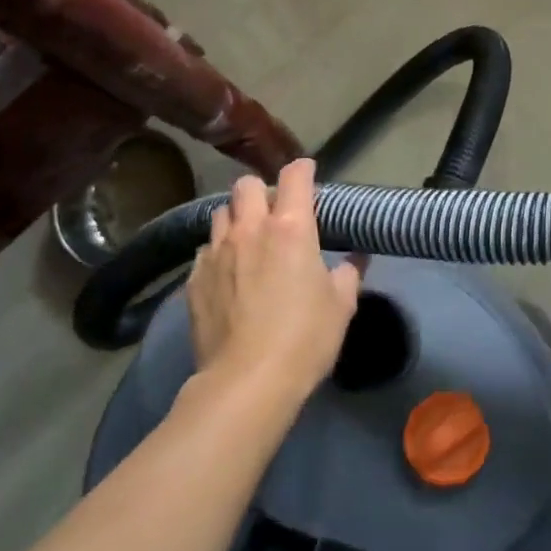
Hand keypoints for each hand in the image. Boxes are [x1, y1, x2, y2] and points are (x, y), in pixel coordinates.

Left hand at [186, 159, 360, 401]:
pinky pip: (205, 250)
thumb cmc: (305, 338)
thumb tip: (355, 259)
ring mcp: (216, 252)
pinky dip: (219, 253)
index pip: (295, 177)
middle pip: (246, 185)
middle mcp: (250, 229)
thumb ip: (348, 274)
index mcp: (291, 228)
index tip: (307, 171)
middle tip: (274, 211)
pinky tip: (228, 274)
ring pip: (220, 213)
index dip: (303, 169)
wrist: (247, 381)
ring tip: (247, 240)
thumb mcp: (341, 306)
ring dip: (236, 218)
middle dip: (261, 190)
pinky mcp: (194, 278)